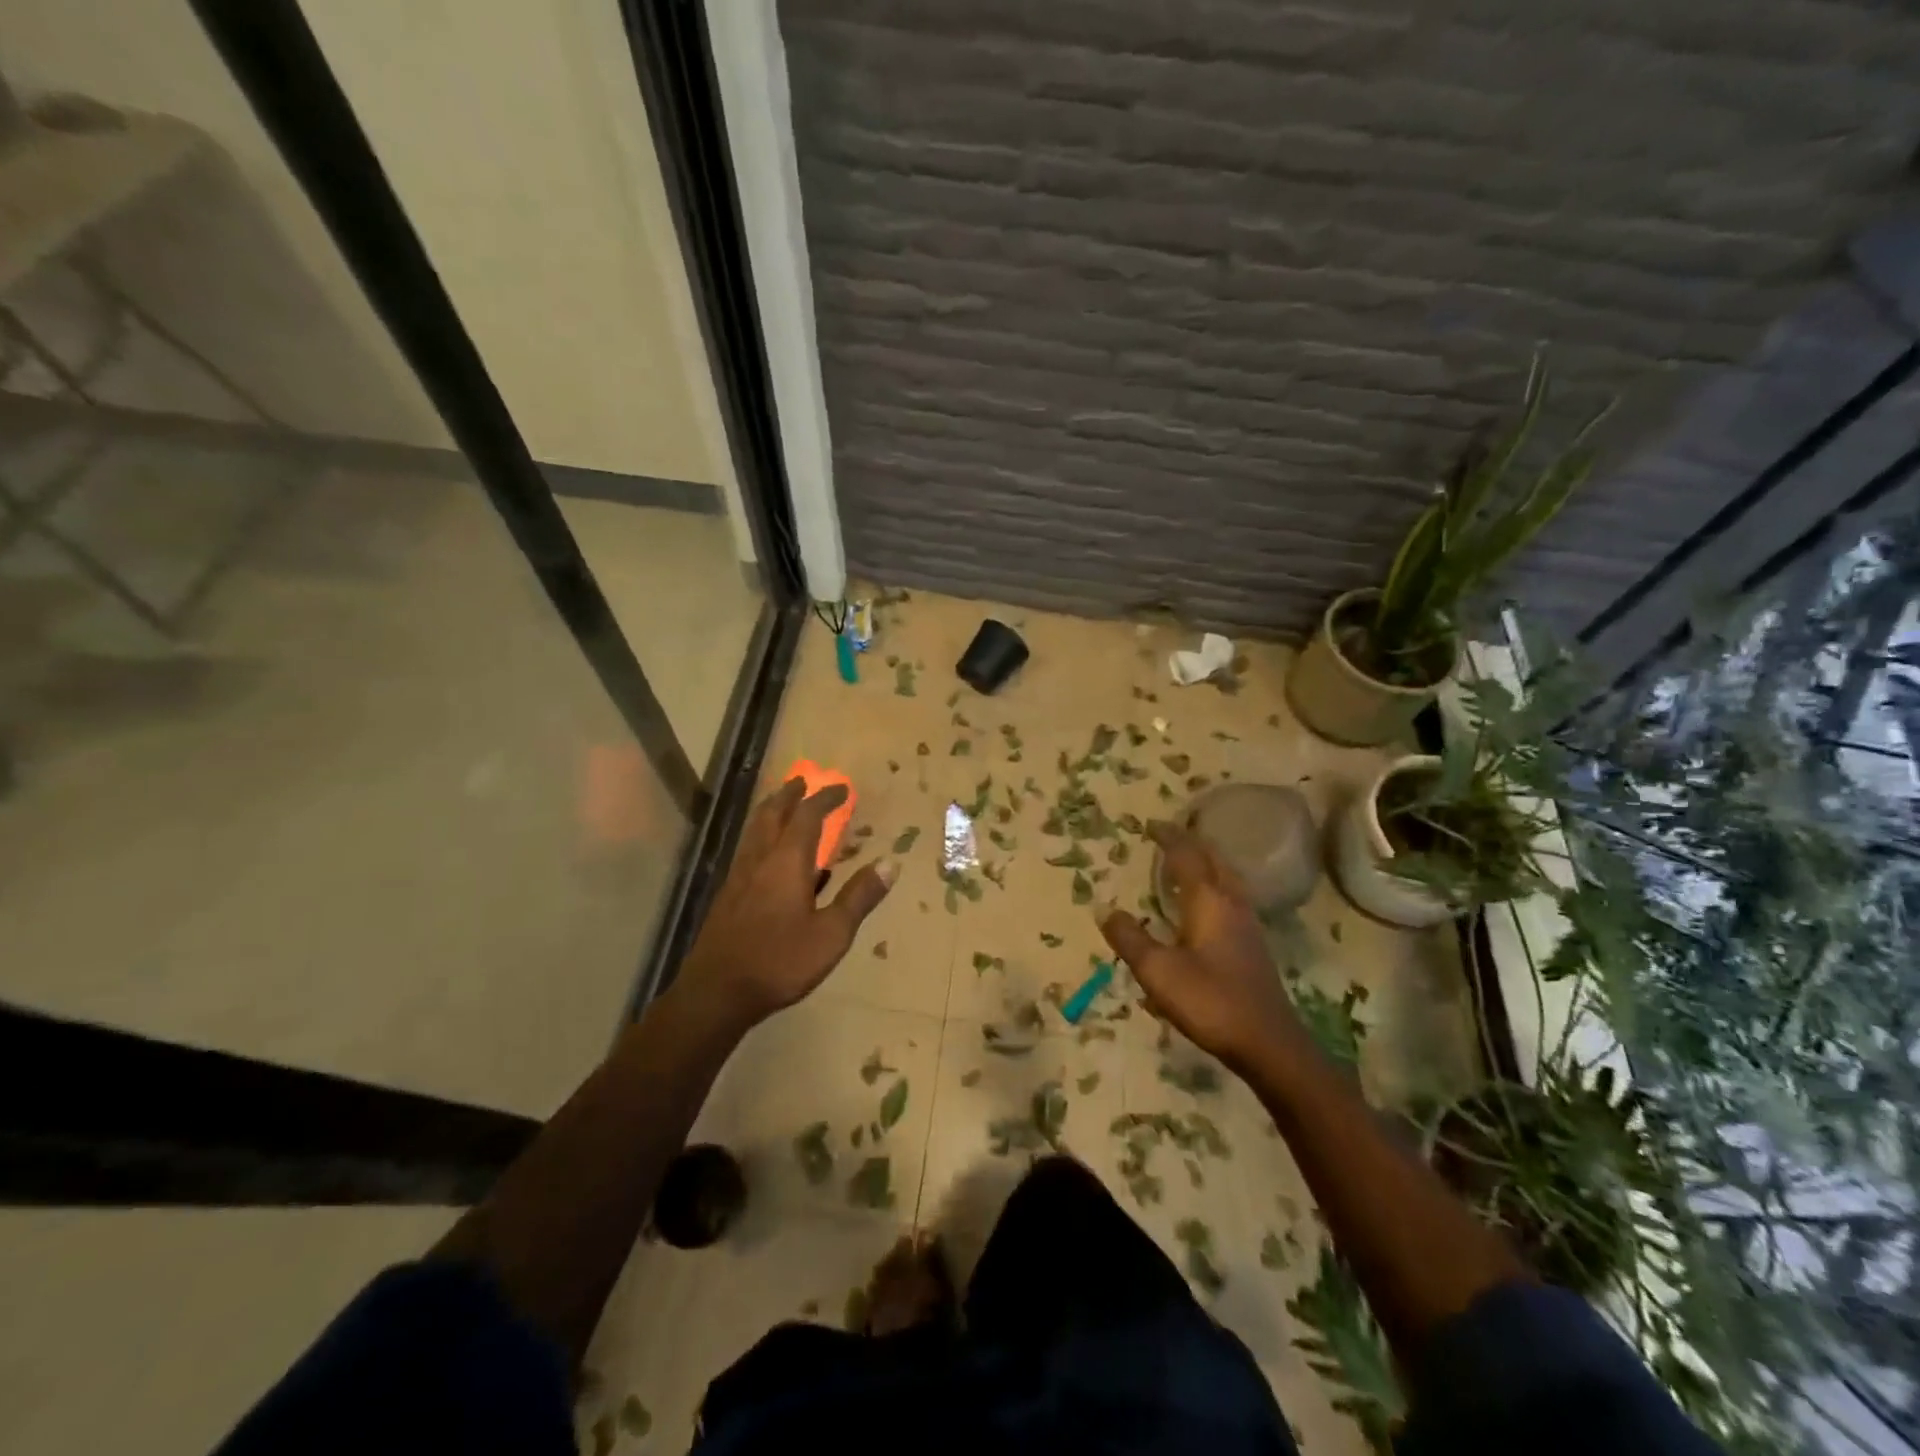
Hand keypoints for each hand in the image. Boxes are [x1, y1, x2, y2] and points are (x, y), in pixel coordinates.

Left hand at [678, 778, 893, 1029]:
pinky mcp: (728, 895)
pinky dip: (762, 836)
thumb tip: (891, 864)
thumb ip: (859, 897)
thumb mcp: (832, 934)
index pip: (808, 816)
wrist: (717, 992)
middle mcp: (760, 860)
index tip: (843, 788)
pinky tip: (769, 856)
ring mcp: (739, 877)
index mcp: (787, 862)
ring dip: (771, 811)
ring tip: (784, 806)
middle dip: (790, 794)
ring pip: (755, 830)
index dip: (826, 798)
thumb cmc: (780, 961)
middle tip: (803, 781)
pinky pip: (748, 850)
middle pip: (772, 814)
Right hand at [1095, 821, 1302, 1075]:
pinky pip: (1231, 898)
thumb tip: (1104, 909)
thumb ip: (1130, 938)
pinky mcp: (1252, 945)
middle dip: (1191, 843)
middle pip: (1214, 860)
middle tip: (1169, 836)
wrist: (1268, 1043)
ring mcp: (1247, 924)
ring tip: (1186, 863)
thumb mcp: (1158, 971)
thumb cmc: (1209, 1001)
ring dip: (1206, 863)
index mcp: (1208, 901)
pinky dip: (1214, 886)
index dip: (1169, 837)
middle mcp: (1231, 903)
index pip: (1187, 855)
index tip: (1151, 825)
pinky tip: (1205, 906)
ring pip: (1227, 878)